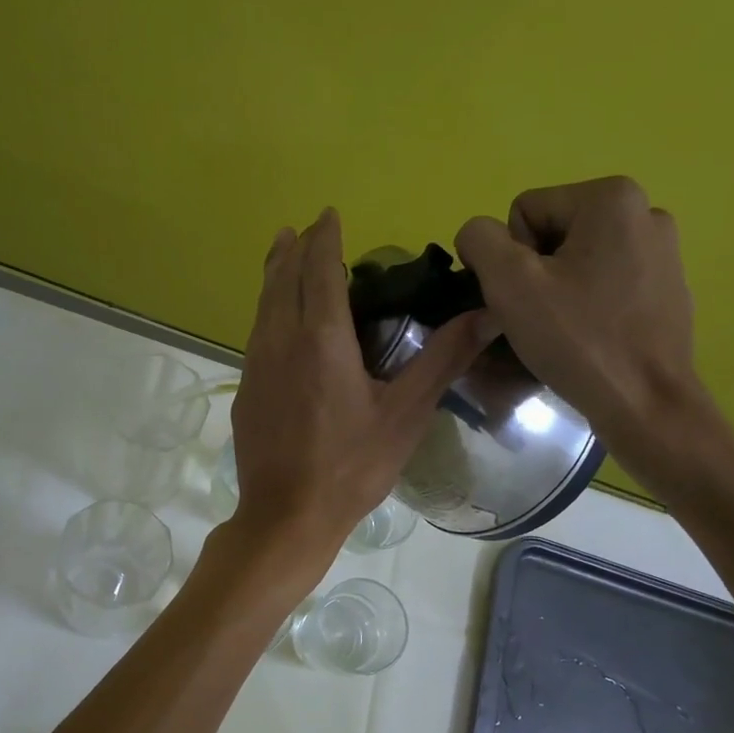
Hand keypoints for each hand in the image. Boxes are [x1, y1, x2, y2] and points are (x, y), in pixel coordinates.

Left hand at [226, 208, 487, 576]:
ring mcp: (255, 368)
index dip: (325, 237)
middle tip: (304, 229)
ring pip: (262, 306)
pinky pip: (256, 336)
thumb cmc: (351, 467)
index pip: (319, 268)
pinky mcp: (245, 394)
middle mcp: (279, 341)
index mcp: (320, 338)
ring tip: (283, 257)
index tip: (330, 214)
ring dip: (274, 276)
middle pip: (281, 279)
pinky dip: (268, 312)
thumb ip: (442, 359)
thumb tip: (488, 313)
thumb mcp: (405, 414)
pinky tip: (277, 326)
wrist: (286, 517)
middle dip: (294, 249)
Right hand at [454, 177, 713, 487]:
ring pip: (579, 263)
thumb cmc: (578, 341)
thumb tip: (479, 235)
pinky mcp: (669, 290)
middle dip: (537, 275)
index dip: (510, 260)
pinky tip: (592, 340)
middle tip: (541, 321)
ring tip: (565, 334)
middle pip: (553, 235)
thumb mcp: (509, 284)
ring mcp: (664, 252)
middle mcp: (646, 211)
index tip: (526, 301)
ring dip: (560, 293)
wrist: (645, 405)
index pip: (524, 212)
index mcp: (611, 197)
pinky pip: (608, 286)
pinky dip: (590, 308)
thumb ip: (481, 241)